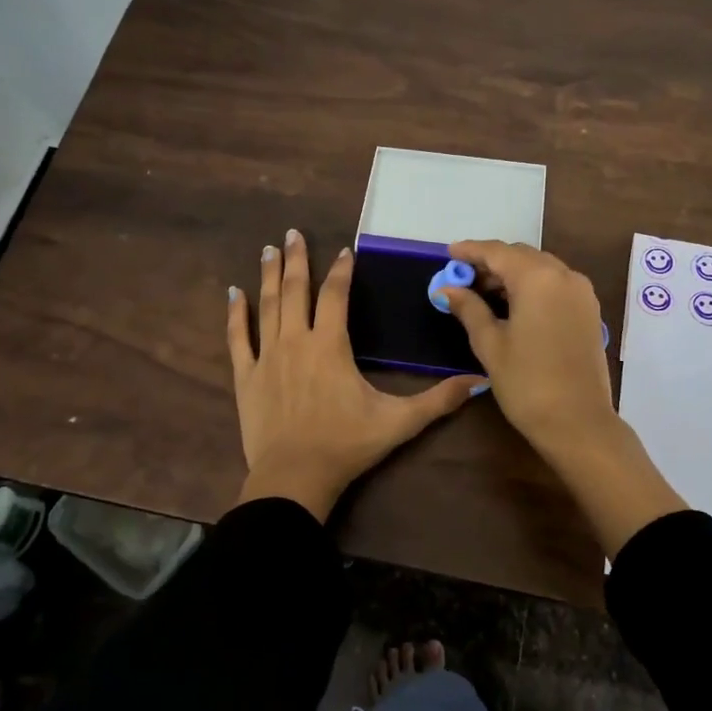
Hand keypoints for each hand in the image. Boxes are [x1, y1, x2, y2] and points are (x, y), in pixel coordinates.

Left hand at [227, 230, 483, 521]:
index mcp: (330, 345)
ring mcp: (267, 357)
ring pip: (268, 306)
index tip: (345, 252)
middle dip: (297, 259)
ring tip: (269, 250)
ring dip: (270, 276)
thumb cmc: (347, 445)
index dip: (342, 271)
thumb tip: (477, 381)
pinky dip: (236, 314)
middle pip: (296, 290)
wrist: (295, 477)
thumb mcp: (399, 422)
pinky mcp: (246, 377)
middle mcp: (296, 341)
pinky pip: (238, 338)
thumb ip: (438, 400)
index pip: (336, 296)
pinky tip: (234, 293)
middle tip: (292, 233)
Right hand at [435, 241, 616, 460]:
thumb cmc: (527, 383)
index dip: (471, 251)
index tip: (449, 253)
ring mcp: (581, 293)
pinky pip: (556, 284)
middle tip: (463, 278)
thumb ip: (469, 309)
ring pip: (540, 269)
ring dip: (512, 274)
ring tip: (483, 293)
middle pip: (521, 256)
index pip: (498, 252)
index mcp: (537, 279)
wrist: (578, 422)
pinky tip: (513, 305)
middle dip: (491, 262)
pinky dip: (532, 286)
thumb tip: (448, 289)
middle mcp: (564, 276)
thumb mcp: (490, 345)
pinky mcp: (589, 310)